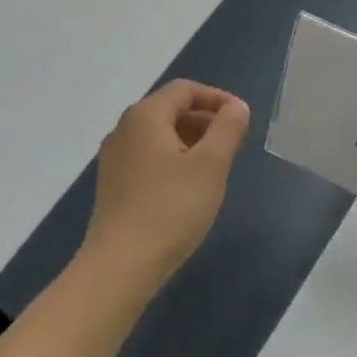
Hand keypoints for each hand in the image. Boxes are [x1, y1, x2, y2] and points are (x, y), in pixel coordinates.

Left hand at [82, 80, 249, 291]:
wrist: (120, 266)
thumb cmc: (171, 208)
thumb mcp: (211, 165)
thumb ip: (228, 129)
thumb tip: (236, 107)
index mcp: (145, 116)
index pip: (185, 90)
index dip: (217, 98)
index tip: (242, 118)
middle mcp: (124, 129)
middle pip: (170, 109)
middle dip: (205, 119)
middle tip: (233, 142)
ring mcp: (114, 158)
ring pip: (159, 134)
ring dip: (191, 140)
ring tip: (216, 165)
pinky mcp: (113, 184)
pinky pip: (148, 156)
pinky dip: (173, 158)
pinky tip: (189, 186)